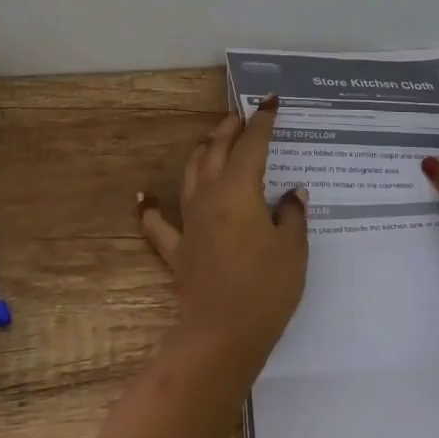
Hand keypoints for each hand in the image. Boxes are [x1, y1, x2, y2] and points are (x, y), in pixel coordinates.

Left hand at [139, 96, 307, 377]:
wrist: (222, 334)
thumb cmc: (266, 288)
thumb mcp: (293, 249)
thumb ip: (293, 215)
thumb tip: (293, 193)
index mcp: (240, 189)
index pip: (252, 145)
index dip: (262, 121)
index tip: (270, 103)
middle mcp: (210, 196)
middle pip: (216, 150)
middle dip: (230, 128)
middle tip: (241, 115)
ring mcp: (189, 221)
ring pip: (190, 173)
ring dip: (201, 152)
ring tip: (211, 141)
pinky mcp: (176, 249)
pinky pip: (157, 223)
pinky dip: (151, 208)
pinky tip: (145, 197)